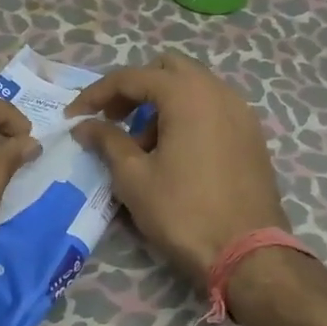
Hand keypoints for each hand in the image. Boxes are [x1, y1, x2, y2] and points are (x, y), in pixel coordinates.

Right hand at [66, 53, 288, 283]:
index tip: (74, 117)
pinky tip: (175, 154)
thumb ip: (107, 142)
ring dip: (162, 104)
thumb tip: (84, 125)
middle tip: (113, 120)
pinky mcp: (252, 135)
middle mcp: (218, 91)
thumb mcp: (134, 177)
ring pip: (193, 88)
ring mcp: (241, 112)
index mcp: (187, 94)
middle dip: (134, 89)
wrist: (249, 254)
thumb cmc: (184, 212)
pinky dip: (188, 117)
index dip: (96, 94)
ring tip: (142, 146)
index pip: (132, 77)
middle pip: (167, 70)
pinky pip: (213, 109)